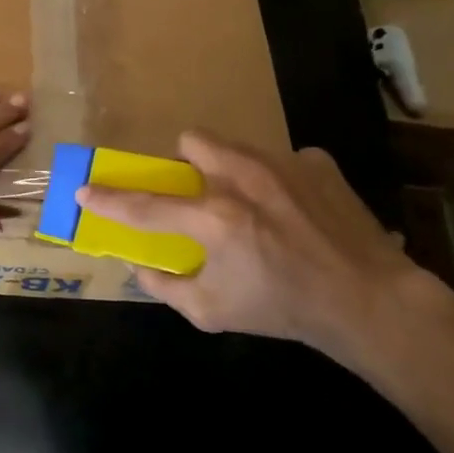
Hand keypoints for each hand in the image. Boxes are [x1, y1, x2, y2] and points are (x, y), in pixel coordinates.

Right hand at [78, 132, 439, 368]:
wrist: (368, 300)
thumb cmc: (284, 310)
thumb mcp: (212, 313)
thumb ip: (166, 286)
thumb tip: (140, 266)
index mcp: (214, 219)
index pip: (145, 205)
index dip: (108, 199)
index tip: (84, 190)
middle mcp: (244, 179)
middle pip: (194, 140)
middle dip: (185, 162)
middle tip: (197, 194)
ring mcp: (284, 164)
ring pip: (236, 146)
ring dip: (230, 169)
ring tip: (251, 203)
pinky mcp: (318, 163)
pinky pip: (283, 160)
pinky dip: (279, 181)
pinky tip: (295, 210)